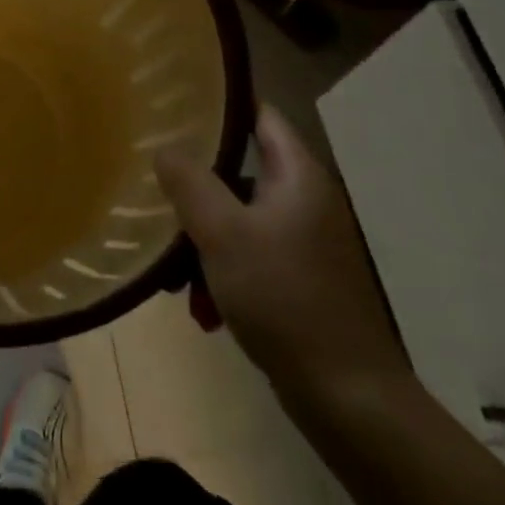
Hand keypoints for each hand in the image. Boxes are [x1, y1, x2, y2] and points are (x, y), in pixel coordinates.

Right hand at [156, 106, 410, 407]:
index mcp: (297, 176)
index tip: (173, 106)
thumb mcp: (223, 233)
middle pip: (239, 171)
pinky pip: (249, 258)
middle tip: (156, 194)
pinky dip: (222, 274)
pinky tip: (202, 310)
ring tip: (172, 276)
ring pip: (238, 220)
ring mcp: (304, 244)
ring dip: (202, 242)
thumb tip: (164, 147)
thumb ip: (190, 182)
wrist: (349, 400)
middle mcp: (304, 201)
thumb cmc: (284, 299)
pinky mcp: (300, 282)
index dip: (219, 104)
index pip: (259, 114)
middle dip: (195, 189)